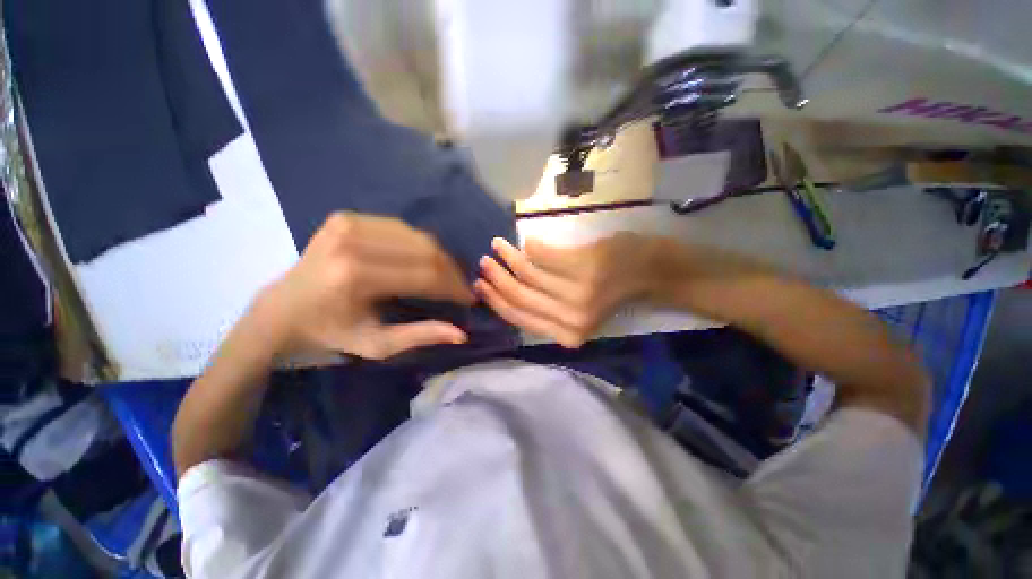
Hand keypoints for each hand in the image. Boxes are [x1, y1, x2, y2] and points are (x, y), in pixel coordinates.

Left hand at [253, 212, 474, 359]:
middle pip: (426, 250)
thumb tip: (461, 334)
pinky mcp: (347, 217)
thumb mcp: (376, 345)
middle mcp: (352, 242)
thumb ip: (420, 336)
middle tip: (461, 287)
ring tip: (447, 275)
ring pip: (418, 236)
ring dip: (439, 257)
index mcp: (356, 277)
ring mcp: (348, 224)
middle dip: (451, 271)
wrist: (281, 310)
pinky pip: (401, 227)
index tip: (468, 298)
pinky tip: (424, 260)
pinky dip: (419, 244)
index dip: (454, 287)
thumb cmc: (329, 332)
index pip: (426, 275)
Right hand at [475, 235, 657, 347]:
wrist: (651, 272)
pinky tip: (526, 241)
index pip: (519, 317)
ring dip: (509, 257)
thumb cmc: (613, 292)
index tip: (481, 285)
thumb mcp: (578, 313)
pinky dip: (531, 246)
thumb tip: (509, 293)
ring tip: (498, 245)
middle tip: (485, 260)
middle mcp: (571, 319)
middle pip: (519, 296)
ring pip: (528, 274)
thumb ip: (548, 311)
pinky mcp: (585, 267)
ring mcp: (578, 292)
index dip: (496, 301)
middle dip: (496, 278)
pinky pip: (543, 254)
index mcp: (567, 334)